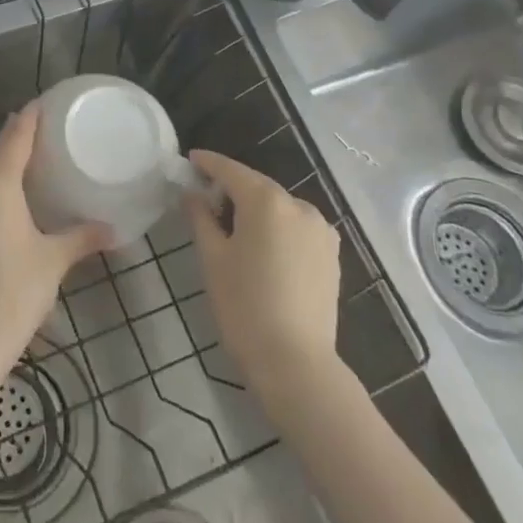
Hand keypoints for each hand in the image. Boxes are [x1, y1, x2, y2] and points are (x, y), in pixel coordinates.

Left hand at [0, 105, 107, 370]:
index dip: (29, 119)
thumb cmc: (15, 292)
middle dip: (18, 140)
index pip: (14, 140)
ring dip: (6, 165)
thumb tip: (115, 230)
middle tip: (46, 130)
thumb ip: (83, 238)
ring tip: (34, 160)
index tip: (43, 102)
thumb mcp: (54, 261)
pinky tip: (15, 201)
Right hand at [185, 150, 341, 393]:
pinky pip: (297, 227)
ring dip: (256, 209)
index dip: (208, 163)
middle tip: (205, 198)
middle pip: (257, 187)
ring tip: (234, 228)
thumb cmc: (243, 305)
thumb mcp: (212, 258)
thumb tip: (193, 193)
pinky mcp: (332, 254)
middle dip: (232, 188)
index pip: (231, 170)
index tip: (190, 159)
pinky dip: (278, 228)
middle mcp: (298, 205)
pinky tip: (264, 248)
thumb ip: (201, 217)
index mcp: (266, 201)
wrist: (295, 363)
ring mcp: (321, 230)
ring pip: (279, 208)